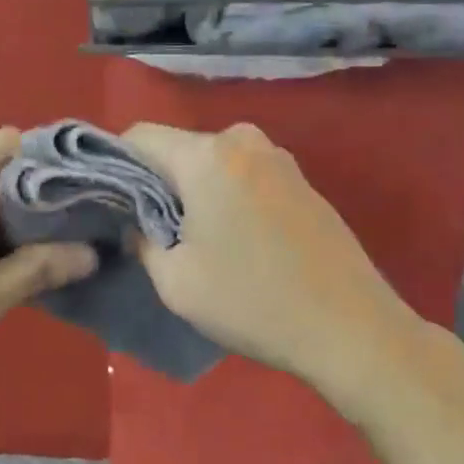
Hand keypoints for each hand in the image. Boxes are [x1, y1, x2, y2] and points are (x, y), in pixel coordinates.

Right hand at [123, 122, 421, 393]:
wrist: (350, 328)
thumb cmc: (252, 302)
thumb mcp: (176, 281)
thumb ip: (142, 239)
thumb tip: (139, 222)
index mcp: (208, 156)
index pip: (140, 136)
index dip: (116, 165)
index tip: (113, 205)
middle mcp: (245, 141)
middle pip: (179, 148)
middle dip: (159, 182)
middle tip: (154, 232)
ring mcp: (280, 159)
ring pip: (213, 163)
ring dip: (195, 192)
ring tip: (198, 241)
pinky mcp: (303, 182)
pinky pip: (245, 176)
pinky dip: (228, 196)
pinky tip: (239, 242)